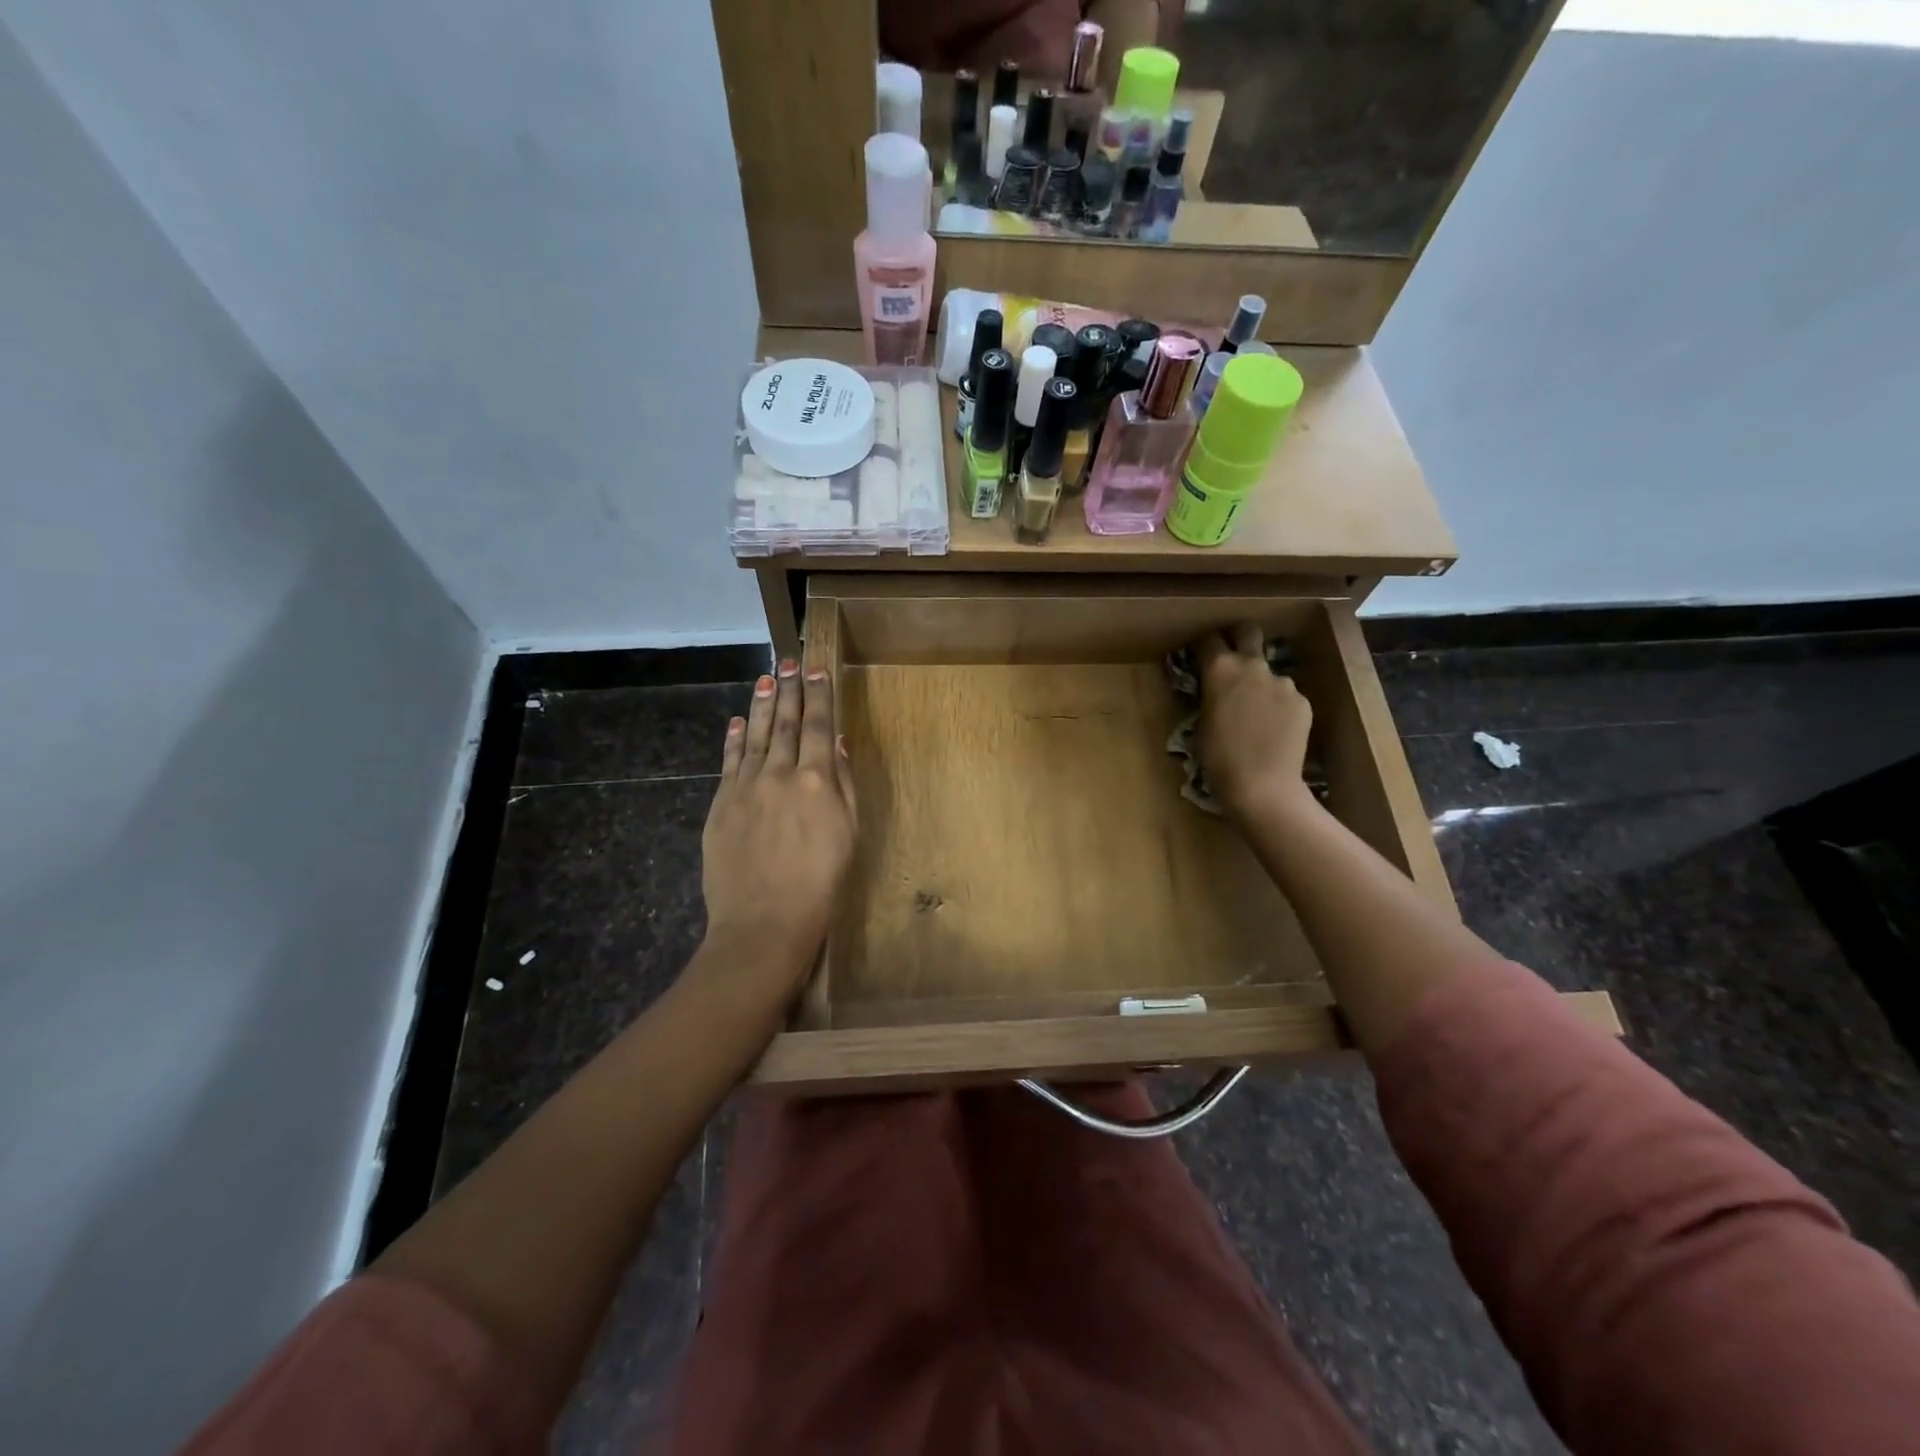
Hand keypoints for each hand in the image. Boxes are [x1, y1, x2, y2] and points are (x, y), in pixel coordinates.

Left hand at [699, 659, 857, 999]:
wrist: (763, 923)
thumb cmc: (820, 885)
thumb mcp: (849, 836)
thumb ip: (844, 786)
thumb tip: (839, 745)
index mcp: (818, 781)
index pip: (820, 727)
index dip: (819, 696)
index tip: (816, 670)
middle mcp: (781, 774)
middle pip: (787, 724)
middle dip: (790, 690)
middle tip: (789, 661)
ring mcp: (746, 787)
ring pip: (756, 736)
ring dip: (763, 705)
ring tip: (767, 678)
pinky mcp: (722, 805)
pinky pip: (729, 762)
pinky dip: (735, 739)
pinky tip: (739, 721)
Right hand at [1197, 625, 1315, 821]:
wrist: (1262, 786)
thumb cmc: (1218, 759)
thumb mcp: (1201, 723)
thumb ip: (1211, 696)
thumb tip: (1218, 689)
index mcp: (1220, 669)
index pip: (1209, 640)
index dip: (1204, 646)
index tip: (1201, 656)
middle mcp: (1253, 666)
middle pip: (1248, 632)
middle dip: (1238, 637)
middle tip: (1231, 657)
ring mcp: (1283, 682)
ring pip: (1269, 671)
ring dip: (1260, 682)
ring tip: (1255, 713)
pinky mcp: (1302, 701)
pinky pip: (1286, 696)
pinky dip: (1278, 706)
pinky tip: (1273, 729)